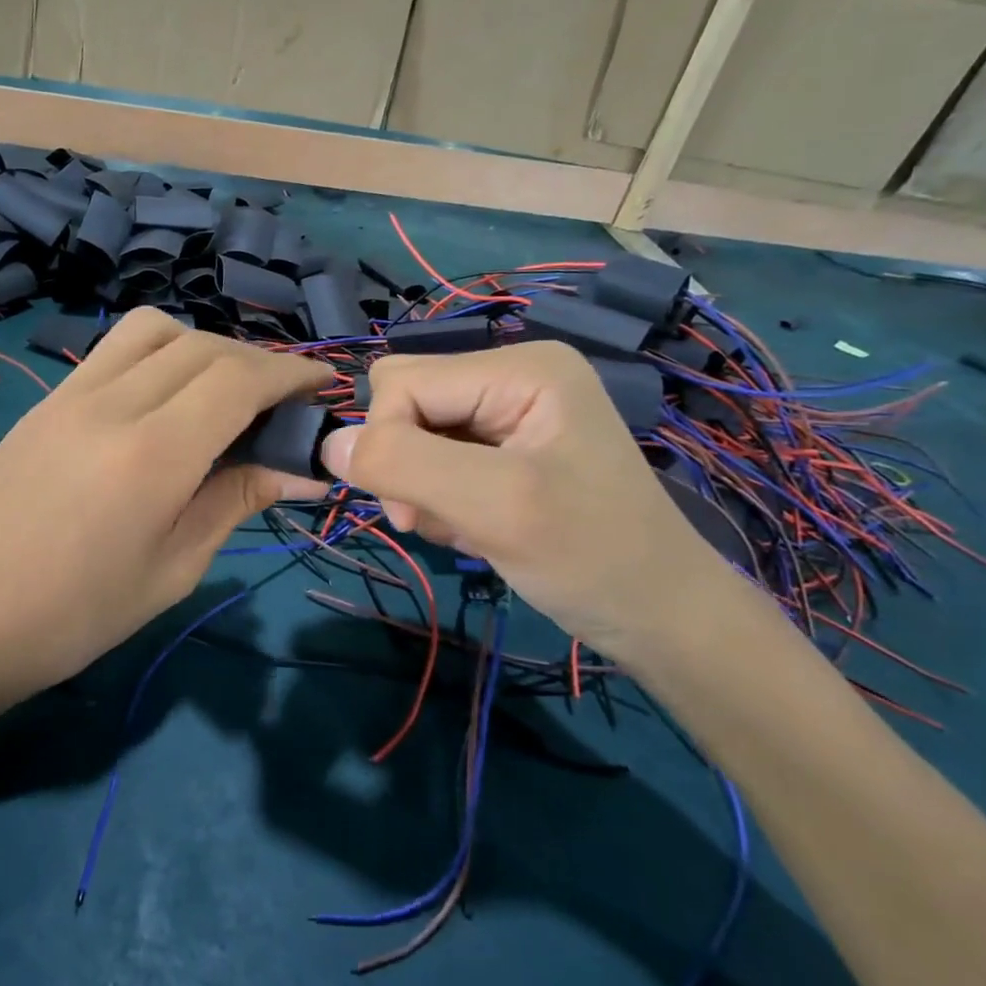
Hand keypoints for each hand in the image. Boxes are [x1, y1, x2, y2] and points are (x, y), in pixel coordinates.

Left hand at [0, 309, 329, 711]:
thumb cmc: (75, 616)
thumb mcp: (172, 569)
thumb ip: (236, 501)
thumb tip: (299, 471)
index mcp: (154, 453)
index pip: (240, 378)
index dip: (291, 375)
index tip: (324, 388)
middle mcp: (114, 403)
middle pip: (204, 346)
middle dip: (258, 362)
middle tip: (283, 403)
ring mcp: (71, 394)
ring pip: (155, 331)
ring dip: (204, 346)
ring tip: (221, 393)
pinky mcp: (46, 400)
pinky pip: (113, 351)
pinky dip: (158, 355)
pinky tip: (164, 401)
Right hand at [319, 341, 737, 664]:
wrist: (659, 618)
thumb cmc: (590, 556)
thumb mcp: (494, 506)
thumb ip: (404, 464)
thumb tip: (326, 445)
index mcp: (520, 367)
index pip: (401, 382)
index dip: (386, 443)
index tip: (409, 512)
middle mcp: (511, 376)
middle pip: (405, 404)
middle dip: (404, 466)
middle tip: (433, 520)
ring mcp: (510, 413)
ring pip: (413, 436)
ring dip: (421, 489)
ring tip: (464, 529)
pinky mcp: (505, 449)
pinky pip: (435, 460)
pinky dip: (439, 500)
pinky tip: (474, 529)